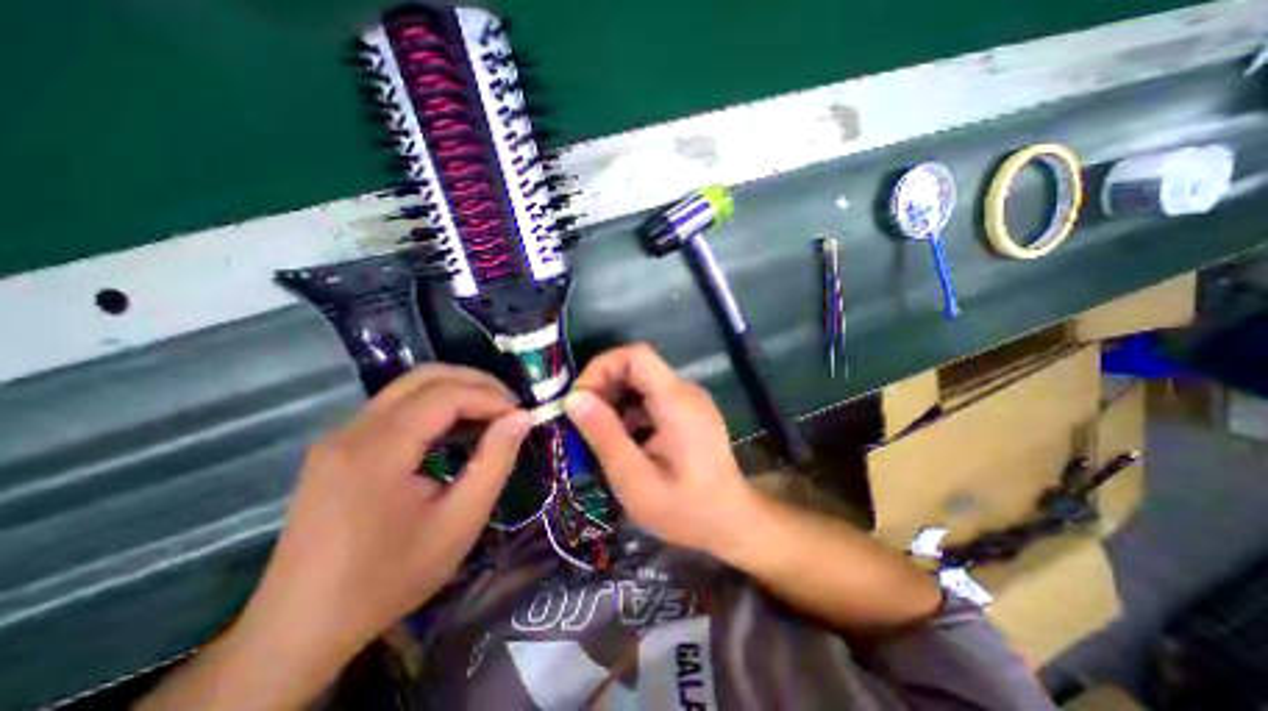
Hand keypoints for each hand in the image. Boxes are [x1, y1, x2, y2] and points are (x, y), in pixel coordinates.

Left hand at [240, 363, 532, 664]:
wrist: (301, 628)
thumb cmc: (390, 577)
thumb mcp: (459, 522)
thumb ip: (495, 462)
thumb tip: (522, 417)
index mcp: (377, 449)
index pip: (445, 394)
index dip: (491, 397)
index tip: (522, 416)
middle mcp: (352, 429)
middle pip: (425, 377)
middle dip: (476, 383)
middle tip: (510, 407)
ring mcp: (340, 435)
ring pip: (409, 387)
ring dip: (457, 391)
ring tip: (490, 415)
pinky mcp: (338, 446)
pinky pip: (396, 407)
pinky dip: (435, 406)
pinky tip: (455, 429)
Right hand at [563, 344, 750, 554]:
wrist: (732, 522)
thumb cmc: (685, 509)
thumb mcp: (635, 479)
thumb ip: (604, 435)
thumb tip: (574, 398)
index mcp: (676, 400)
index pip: (636, 354)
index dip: (602, 367)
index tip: (580, 399)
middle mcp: (686, 390)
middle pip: (637, 366)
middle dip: (604, 386)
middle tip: (582, 420)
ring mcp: (690, 400)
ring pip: (642, 381)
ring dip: (615, 399)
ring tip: (598, 433)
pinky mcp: (689, 412)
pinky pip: (652, 397)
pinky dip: (630, 410)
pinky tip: (623, 439)